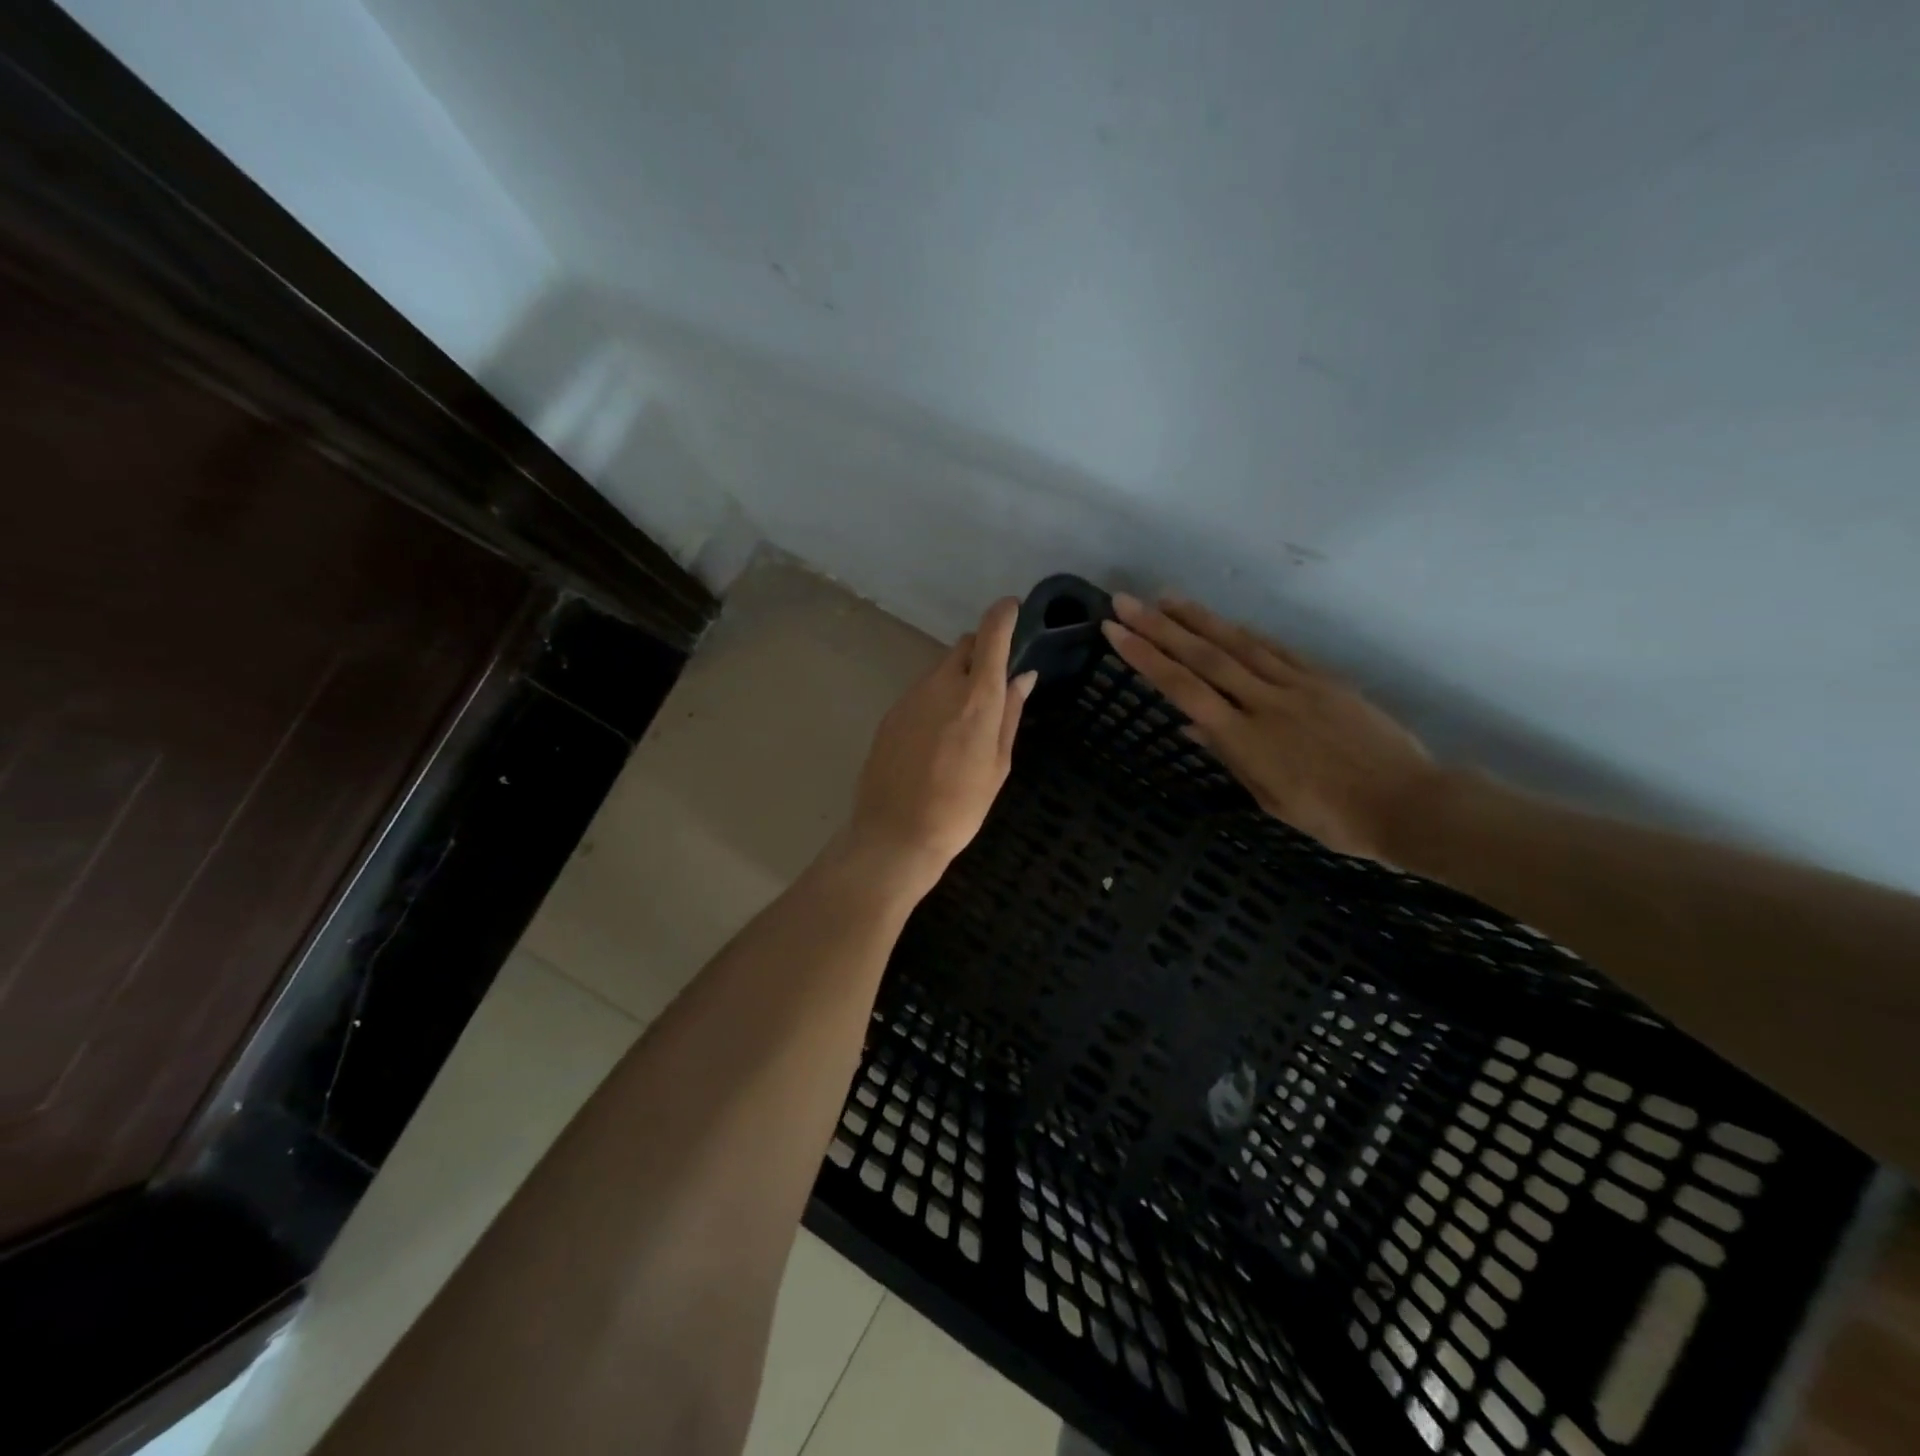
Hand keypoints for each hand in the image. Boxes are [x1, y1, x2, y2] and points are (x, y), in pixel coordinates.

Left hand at [847, 597, 1036, 894]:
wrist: (896, 834)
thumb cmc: (961, 806)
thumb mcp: (998, 764)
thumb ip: (1010, 713)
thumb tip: (1023, 676)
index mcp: (977, 697)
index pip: (991, 635)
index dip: (1003, 615)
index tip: (1012, 608)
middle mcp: (942, 685)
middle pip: (964, 646)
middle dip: (981, 651)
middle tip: (993, 681)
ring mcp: (911, 697)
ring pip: (941, 670)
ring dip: (958, 678)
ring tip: (965, 720)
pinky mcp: (891, 713)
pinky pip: (921, 692)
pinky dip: (936, 698)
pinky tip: (937, 736)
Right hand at [1101, 594, 1435, 861]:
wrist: (1408, 803)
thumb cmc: (1333, 816)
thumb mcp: (1270, 798)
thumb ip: (1230, 755)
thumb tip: (1192, 724)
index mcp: (1245, 737)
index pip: (1183, 689)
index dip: (1146, 658)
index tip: (1115, 631)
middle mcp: (1264, 702)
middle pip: (1204, 656)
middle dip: (1159, 627)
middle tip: (1126, 601)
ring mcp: (1297, 685)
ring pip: (1238, 644)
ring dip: (1198, 618)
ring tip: (1165, 598)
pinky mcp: (1324, 679)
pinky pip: (1276, 650)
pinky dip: (1245, 633)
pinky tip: (1225, 622)